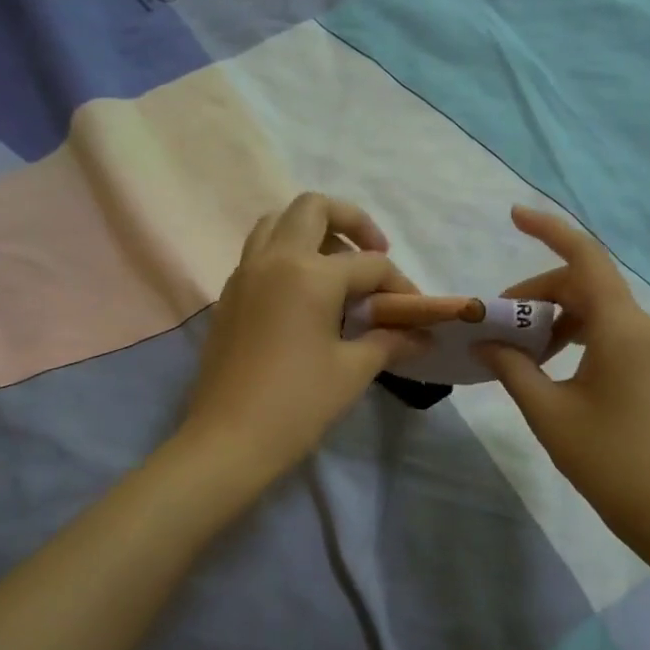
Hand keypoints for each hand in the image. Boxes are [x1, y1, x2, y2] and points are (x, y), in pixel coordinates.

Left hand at [180, 192, 426, 481]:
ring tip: (336, 267)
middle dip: (351, 221)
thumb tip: (421, 336)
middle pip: (313, 208)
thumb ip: (388, 342)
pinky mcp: (229, 296)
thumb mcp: (352, 371)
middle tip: (373, 253)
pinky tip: (305, 295)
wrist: (228, 440)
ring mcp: (244, 274)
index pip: (368, 264)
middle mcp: (274, 260)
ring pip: (277, 222)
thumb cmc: (297, 404)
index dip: (399, 284)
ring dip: (312, 231)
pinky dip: (286, 255)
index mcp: (309, 273)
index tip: (415, 311)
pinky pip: (259, 253)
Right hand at [479, 207, 649, 551]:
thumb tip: (486, 342)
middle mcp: (643, 326)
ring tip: (519, 350)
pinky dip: (576, 335)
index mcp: (621, 327)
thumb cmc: (607, 459)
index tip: (513, 215)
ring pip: (596, 310)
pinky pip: (610, 332)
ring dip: (554, 318)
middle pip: (584, 286)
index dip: (549, 230)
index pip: (584, 258)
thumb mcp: (547, 411)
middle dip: (536, 295)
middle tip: (496, 323)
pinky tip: (550, 365)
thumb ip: (512, 367)